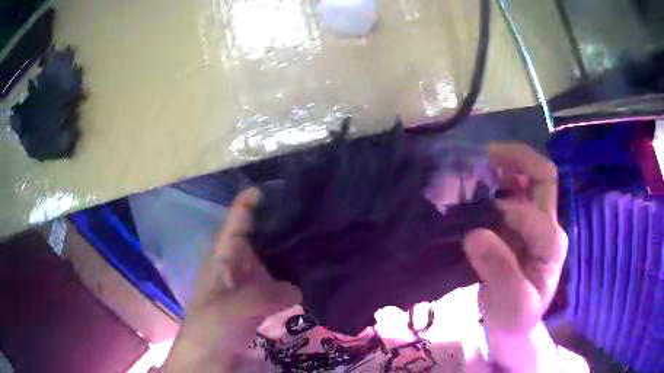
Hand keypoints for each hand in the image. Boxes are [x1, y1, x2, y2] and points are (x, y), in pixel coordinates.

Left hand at [164, 188, 300, 371]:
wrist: (206, 362)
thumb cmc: (208, 330)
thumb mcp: (231, 309)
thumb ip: (264, 296)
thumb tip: (298, 288)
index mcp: (223, 259)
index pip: (235, 222)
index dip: (250, 202)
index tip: (275, 186)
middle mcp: (238, 267)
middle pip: (259, 238)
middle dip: (279, 225)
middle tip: (311, 212)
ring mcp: (250, 287)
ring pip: (272, 263)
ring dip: (290, 254)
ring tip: (318, 239)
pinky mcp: (261, 306)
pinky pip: (280, 288)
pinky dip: (295, 283)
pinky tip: (314, 278)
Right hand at [463, 143, 567, 371]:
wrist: (513, 326)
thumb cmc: (515, 318)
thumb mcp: (510, 304)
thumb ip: (500, 270)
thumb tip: (474, 233)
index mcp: (552, 244)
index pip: (534, 214)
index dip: (506, 214)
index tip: (476, 229)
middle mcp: (547, 225)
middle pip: (542, 176)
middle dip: (516, 158)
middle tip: (483, 154)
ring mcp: (533, 222)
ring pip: (526, 178)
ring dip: (503, 166)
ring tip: (476, 166)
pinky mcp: (517, 225)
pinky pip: (508, 192)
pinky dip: (493, 182)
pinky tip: (474, 185)